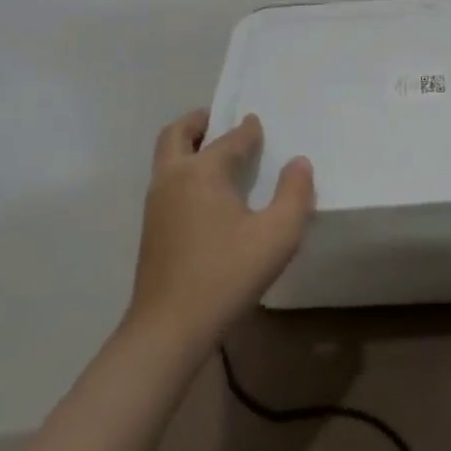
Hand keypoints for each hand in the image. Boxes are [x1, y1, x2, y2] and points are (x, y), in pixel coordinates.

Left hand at [128, 110, 314, 347]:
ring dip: (189, 146)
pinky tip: (209, 195)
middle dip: (199, 121)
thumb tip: (298, 163)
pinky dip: (185, 170)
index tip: (260, 125)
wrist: (168, 329)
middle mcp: (174, 178)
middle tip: (221, 121)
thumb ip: (295, 193)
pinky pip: (168, 182)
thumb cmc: (226, 275)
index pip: (231, 139)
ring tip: (219, 155)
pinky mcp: (152, 229)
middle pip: (177, 134)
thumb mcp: (278, 234)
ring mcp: (156, 204)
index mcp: (202, 171)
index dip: (249, 130)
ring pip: (168, 159)